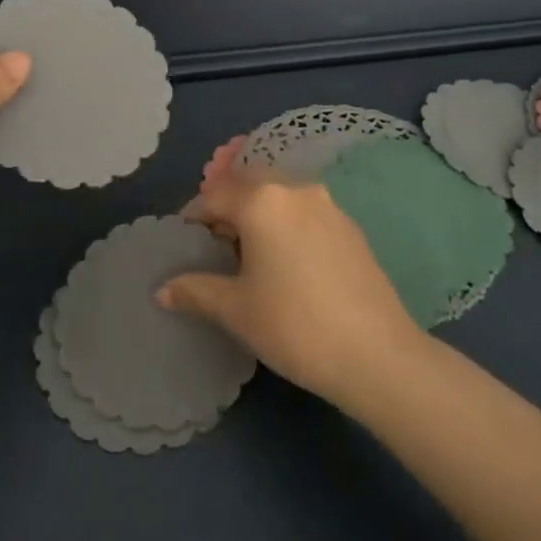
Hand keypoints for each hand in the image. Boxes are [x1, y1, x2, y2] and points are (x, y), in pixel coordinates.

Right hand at [159, 163, 422, 404]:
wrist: (377, 355)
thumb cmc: (294, 325)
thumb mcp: (235, 310)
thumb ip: (195, 290)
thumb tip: (162, 290)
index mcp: (262, 201)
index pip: (214, 195)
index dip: (193, 216)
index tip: (184, 241)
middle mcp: (295, 190)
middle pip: (249, 186)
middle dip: (226, 207)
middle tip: (213, 241)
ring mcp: (329, 206)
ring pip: (279, 197)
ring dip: (257, 214)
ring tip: (247, 252)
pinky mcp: (351, 228)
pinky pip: (305, 213)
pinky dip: (285, 224)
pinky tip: (285, 260)